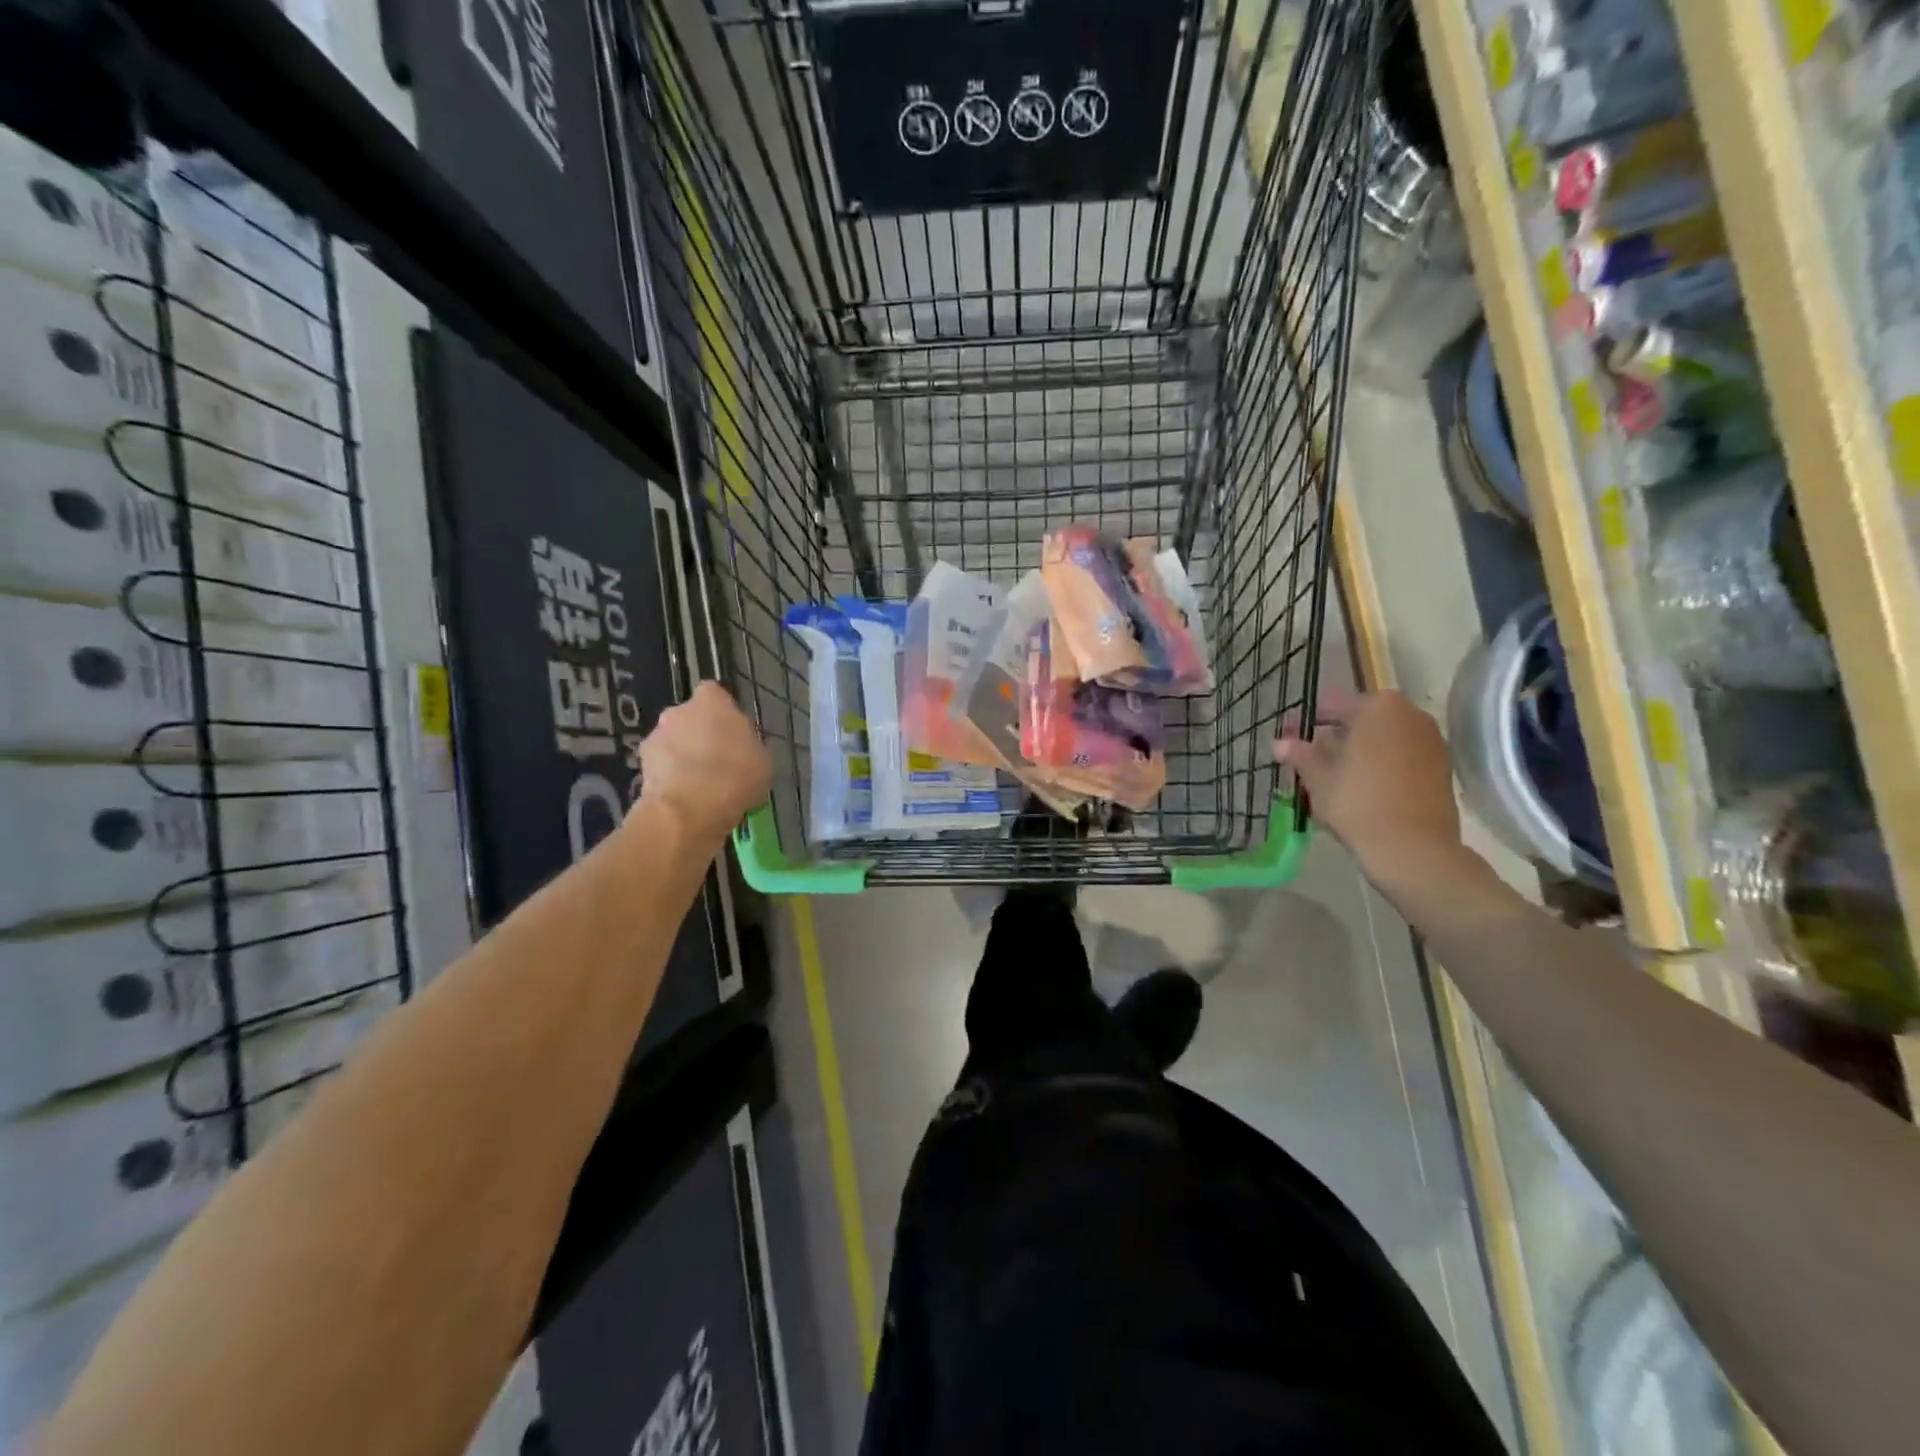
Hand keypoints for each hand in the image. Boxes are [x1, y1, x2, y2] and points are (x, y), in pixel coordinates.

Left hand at [637, 682, 772, 846]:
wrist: (690, 810)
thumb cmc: (736, 775)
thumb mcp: (762, 760)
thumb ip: (749, 745)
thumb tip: (741, 748)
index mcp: (711, 700)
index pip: (715, 695)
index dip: (724, 715)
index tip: (734, 735)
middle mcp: (677, 710)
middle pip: (690, 719)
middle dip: (700, 735)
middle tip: (718, 762)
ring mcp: (654, 737)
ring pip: (673, 743)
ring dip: (683, 758)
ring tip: (700, 786)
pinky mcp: (640, 767)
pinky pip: (661, 768)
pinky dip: (670, 779)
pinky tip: (685, 799)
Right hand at [1273, 688, 1461, 879]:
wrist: (1413, 848)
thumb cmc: (1358, 802)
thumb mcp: (1318, 778)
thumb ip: (1300, 754)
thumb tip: (1279, 743)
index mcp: (1379, 707)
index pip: (1333, 705)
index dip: (1306, 722)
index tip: (1288, 737)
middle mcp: (1411, 715)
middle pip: (1361, 721)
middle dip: (1335, 737)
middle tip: (1309, 759)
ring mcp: (1431, 741)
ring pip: (1383, 739)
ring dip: (1358, 752)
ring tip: (1333, 777)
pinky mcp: (1442, 768)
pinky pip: (1401, 757)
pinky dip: (1381, 765)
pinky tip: (1363, 788)